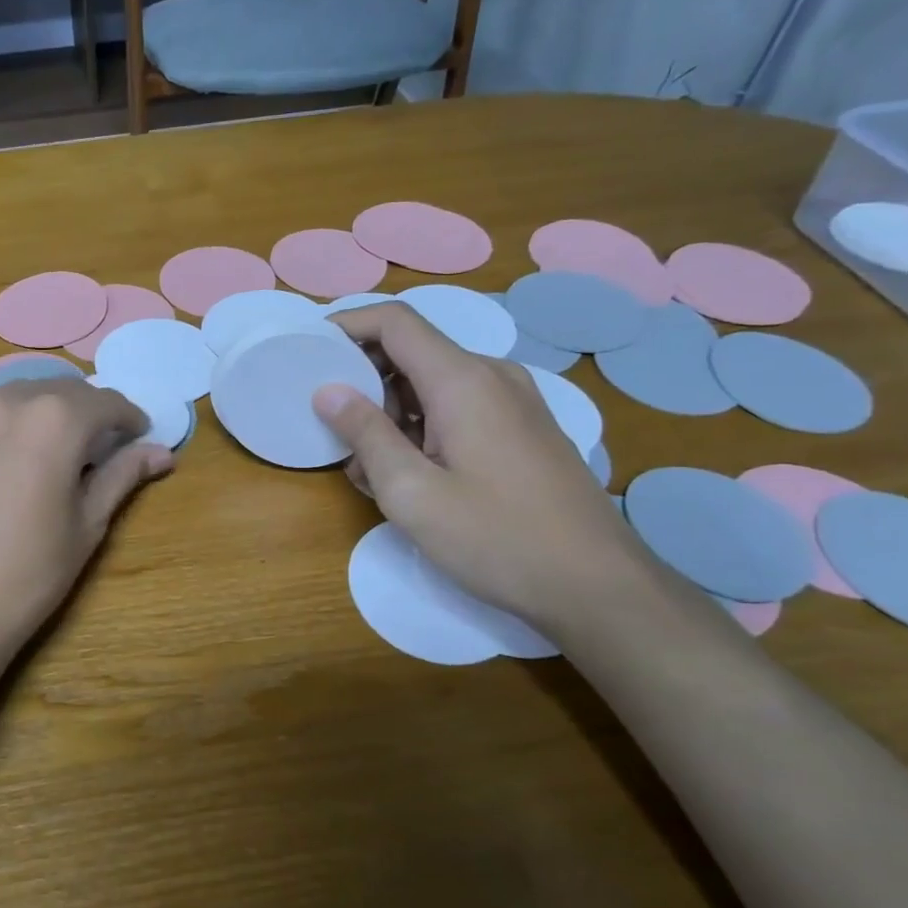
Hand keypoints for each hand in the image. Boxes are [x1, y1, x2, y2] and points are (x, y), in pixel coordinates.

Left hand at [0, 379, 173, 675]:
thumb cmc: (28, 574)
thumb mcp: (87, 525)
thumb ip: (122, 476)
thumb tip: (161, 453)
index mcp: (52, 419)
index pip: (105, 402)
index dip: (129, 418)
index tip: (138, 437)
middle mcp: (4, 401)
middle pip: (59, 392)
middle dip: (86, 413)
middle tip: (97, 447)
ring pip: (15, 399)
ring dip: (41, 416)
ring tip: (49, 453)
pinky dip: (2, 430)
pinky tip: (1, 466)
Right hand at [314, 304, 654, 629]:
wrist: (599, 586)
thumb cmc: (498, 539)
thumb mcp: (413, 493)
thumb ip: (366, 434)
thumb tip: (328, 390)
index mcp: (463, 380)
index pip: (394, 321)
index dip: (347, 325)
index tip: (309, 350)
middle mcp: (491, 376)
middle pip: (411, 351)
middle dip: (364, 382)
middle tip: (336, 432)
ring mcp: (513, 401)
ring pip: (431, 384)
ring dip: (391, 412)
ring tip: (372, 470)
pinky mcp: (522, 428)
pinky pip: (457, 407)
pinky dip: (421, 427)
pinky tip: (413, 476)